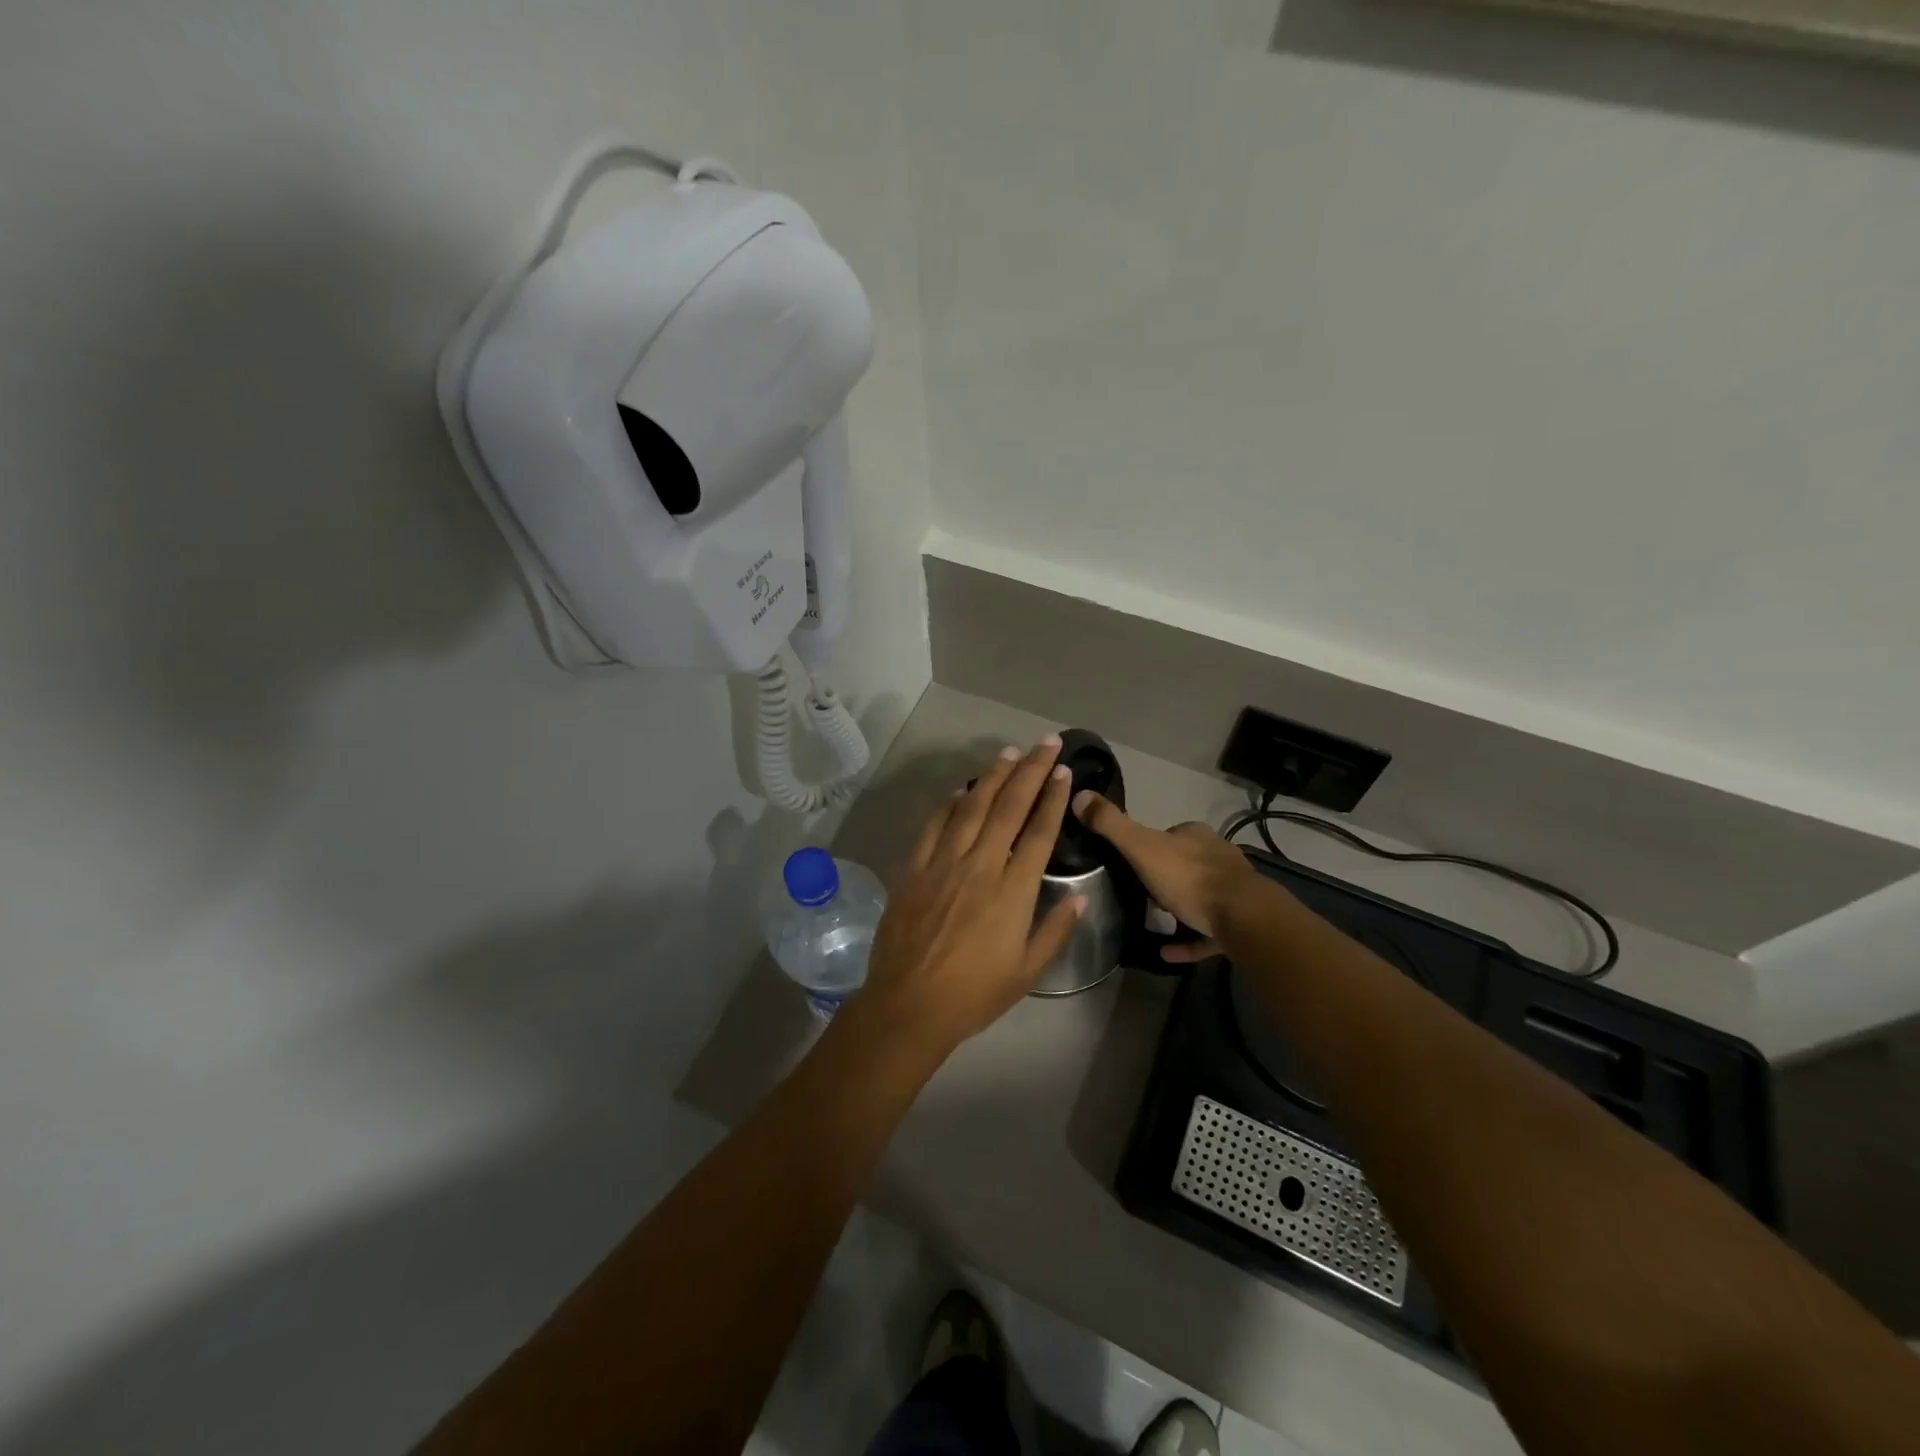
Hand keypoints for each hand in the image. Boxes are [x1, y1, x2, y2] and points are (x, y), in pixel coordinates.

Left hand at [856, 737, 1084, 1051]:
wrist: (908, 1006)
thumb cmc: (973, 995)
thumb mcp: (1027, 973)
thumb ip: (1055, 931)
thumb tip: (1079, 897)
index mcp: (1013, 892)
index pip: (1039, 833)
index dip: (1053, 799)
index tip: (1064, 772)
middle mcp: (980, 867)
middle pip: (1009, 808)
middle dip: (1031, 771)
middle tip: (1046, 743)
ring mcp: (943, 864)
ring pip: (972, 807)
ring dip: (992, 776)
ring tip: (1010, 752)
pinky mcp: (913, 869)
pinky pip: (933, 826)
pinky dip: (949, 804)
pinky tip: (961, 790)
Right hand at [1072, 792, 1264, 962]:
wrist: (1244, 918)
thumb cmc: (1189, 878)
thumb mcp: (1142, 847)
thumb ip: (1111, 824)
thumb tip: (1079, 794)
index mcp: (1195, 835)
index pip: (1168, 834)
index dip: (1148, 846)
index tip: (1129, 862)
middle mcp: (1217, 856)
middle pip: (1184, 864)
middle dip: (1163, 877)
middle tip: (1137, 894)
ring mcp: (1231, 891)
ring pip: (1199, 896)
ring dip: (1177, 907)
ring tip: (1150, 920)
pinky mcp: (1238, 923)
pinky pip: (1206, 932)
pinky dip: (1187, 940)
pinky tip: (1166, 951)